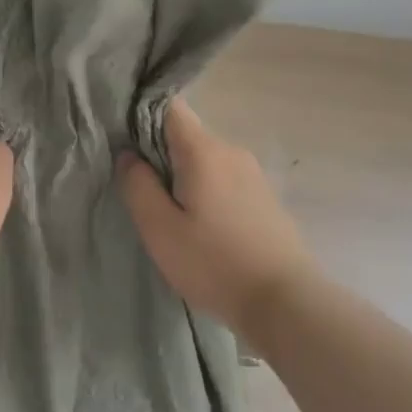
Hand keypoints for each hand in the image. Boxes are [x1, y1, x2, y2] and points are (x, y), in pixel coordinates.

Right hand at [117, 98, 315, 340]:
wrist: (286, 303)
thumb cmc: (214, 264)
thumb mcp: (159, 229)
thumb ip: (138, 185)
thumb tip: (128, 155)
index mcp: (203, 151)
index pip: (169, 107)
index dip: (141, 117)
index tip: (125, 145)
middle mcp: (231, 151)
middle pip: (186, 135)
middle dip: (160, 154)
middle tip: (142, 191)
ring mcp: (253, 174)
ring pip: (205, 159)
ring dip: (183, 177)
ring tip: (170, 214)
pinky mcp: (264, 197)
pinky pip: (224, 179)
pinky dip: (206, 191)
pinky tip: (201, 226)